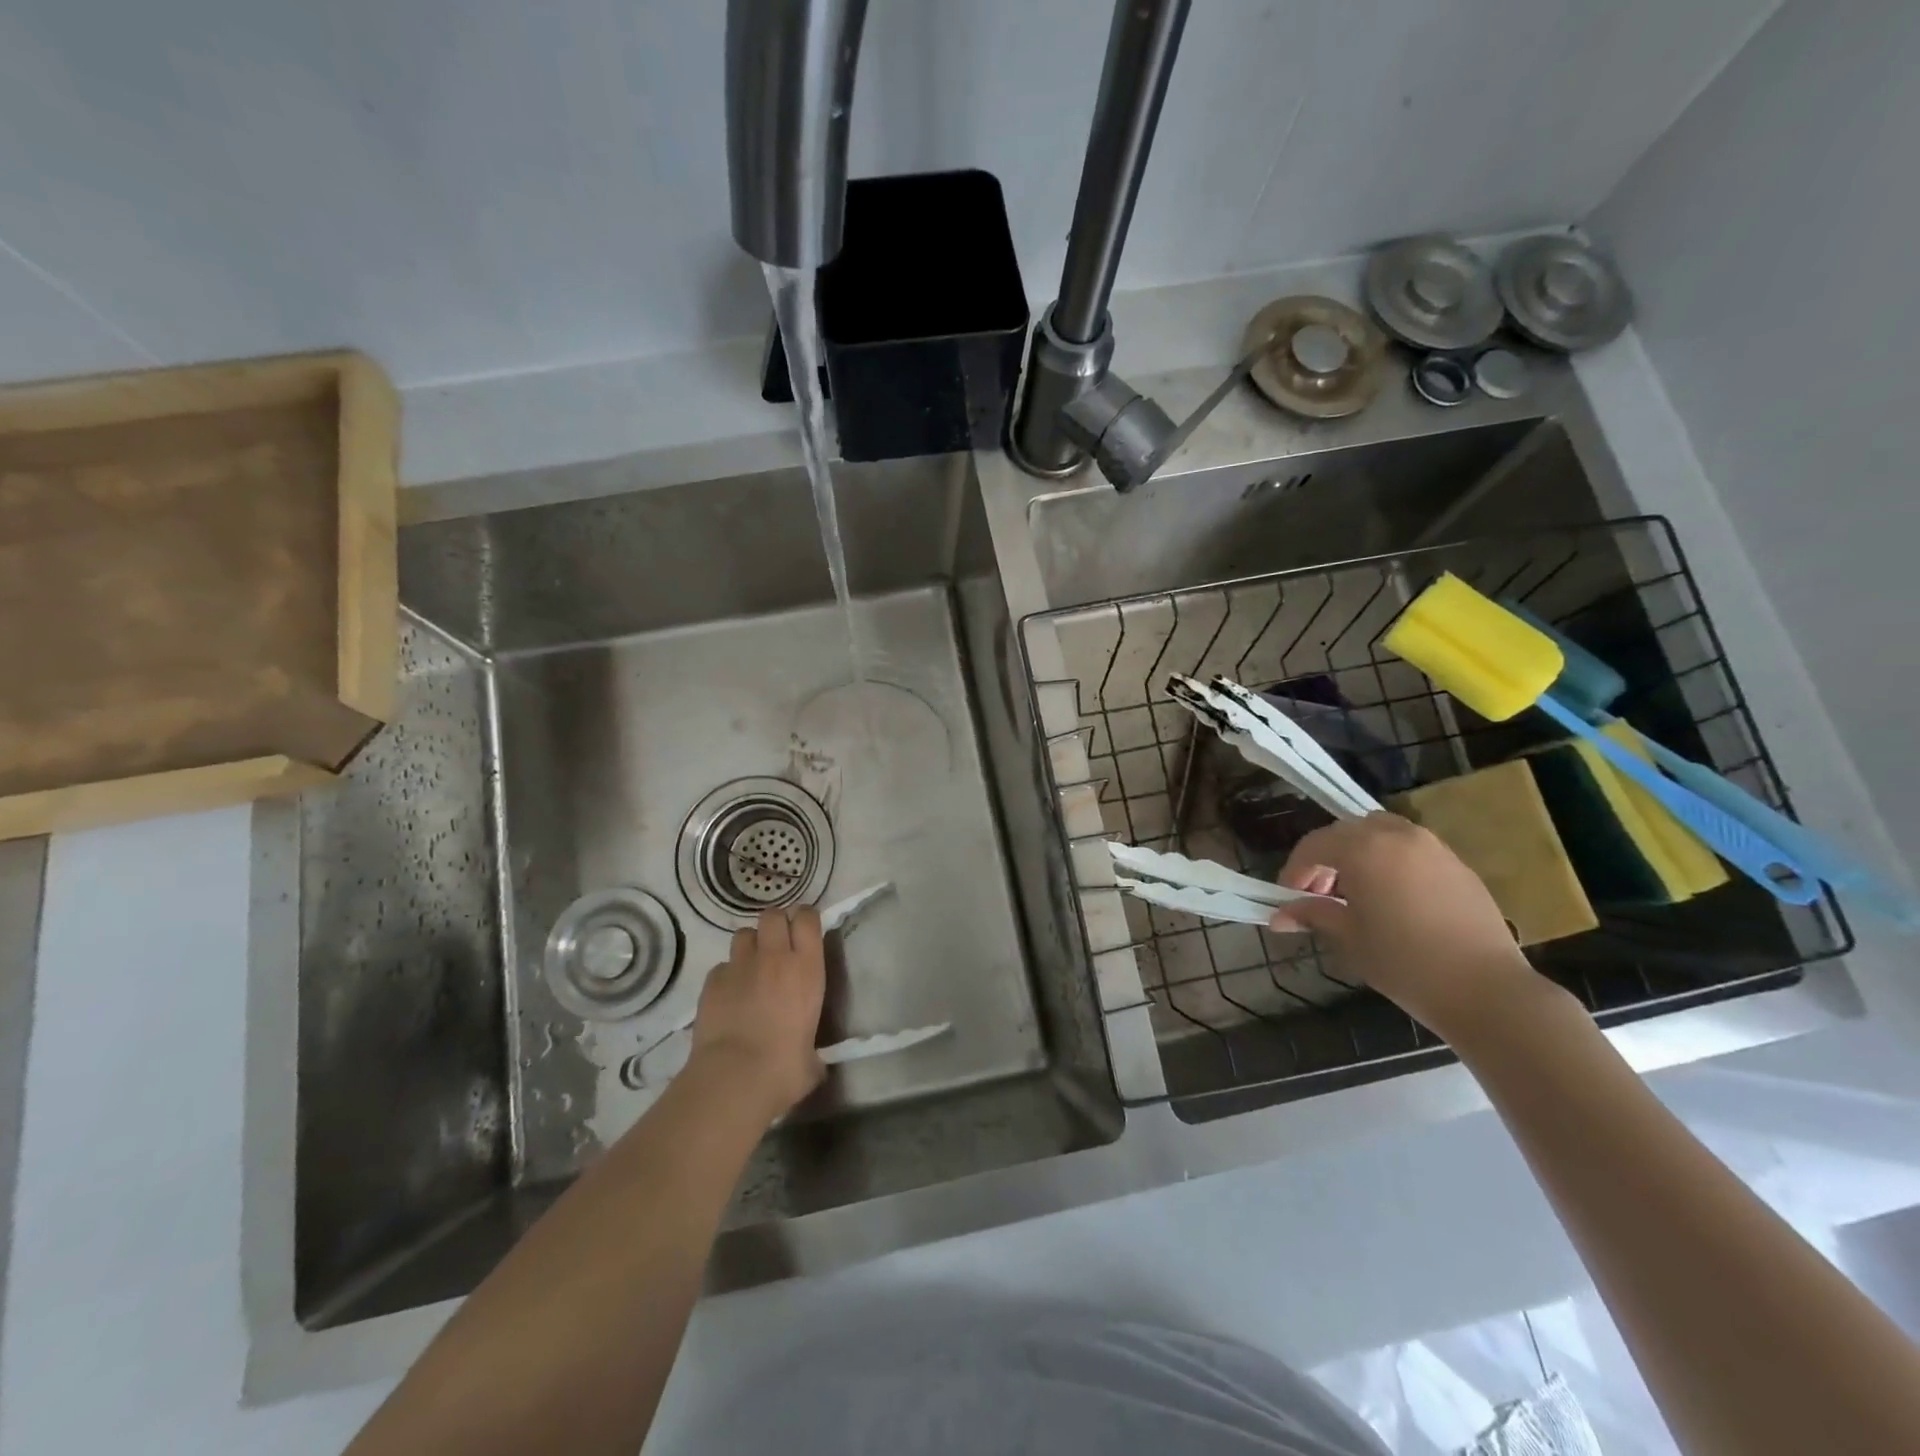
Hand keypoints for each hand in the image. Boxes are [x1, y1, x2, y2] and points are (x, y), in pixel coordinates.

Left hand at [689, 907, 826, 1120]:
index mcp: (807, 969)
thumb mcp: (812, 1059)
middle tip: (778, 945)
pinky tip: (729, 995)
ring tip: (752, 967)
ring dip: (750, 945)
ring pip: (744, 934)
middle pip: (772, 915)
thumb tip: (812, 1062)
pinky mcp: (712, 981)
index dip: (805, 919)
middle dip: (775, 924)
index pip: (807, 919)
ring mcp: (740, 966)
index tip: (805, 929)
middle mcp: (774, 957)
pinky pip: (722, 966)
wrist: (734, 1078)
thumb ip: (812, 1051)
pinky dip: (727, 975)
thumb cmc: (783, 1068)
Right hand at [1267, 812, 1539, 1039]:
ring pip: (1380, 834)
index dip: (1294, 870)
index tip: (1287, 898)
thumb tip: (1279, 916)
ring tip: (1355, 893)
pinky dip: (1390, 862)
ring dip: (1358, 854)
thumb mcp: (1349, 938)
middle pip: (1346, 833)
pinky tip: (1392, 899)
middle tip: (1318, 895)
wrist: (1487, 990)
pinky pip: (1410, 849)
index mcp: (1363, 848)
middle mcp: (1397, 835)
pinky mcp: (1458, 864)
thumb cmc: (1405, 963)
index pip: (1313, 846)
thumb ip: (1313, 915)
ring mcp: (1432, 846)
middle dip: (1325, 859)